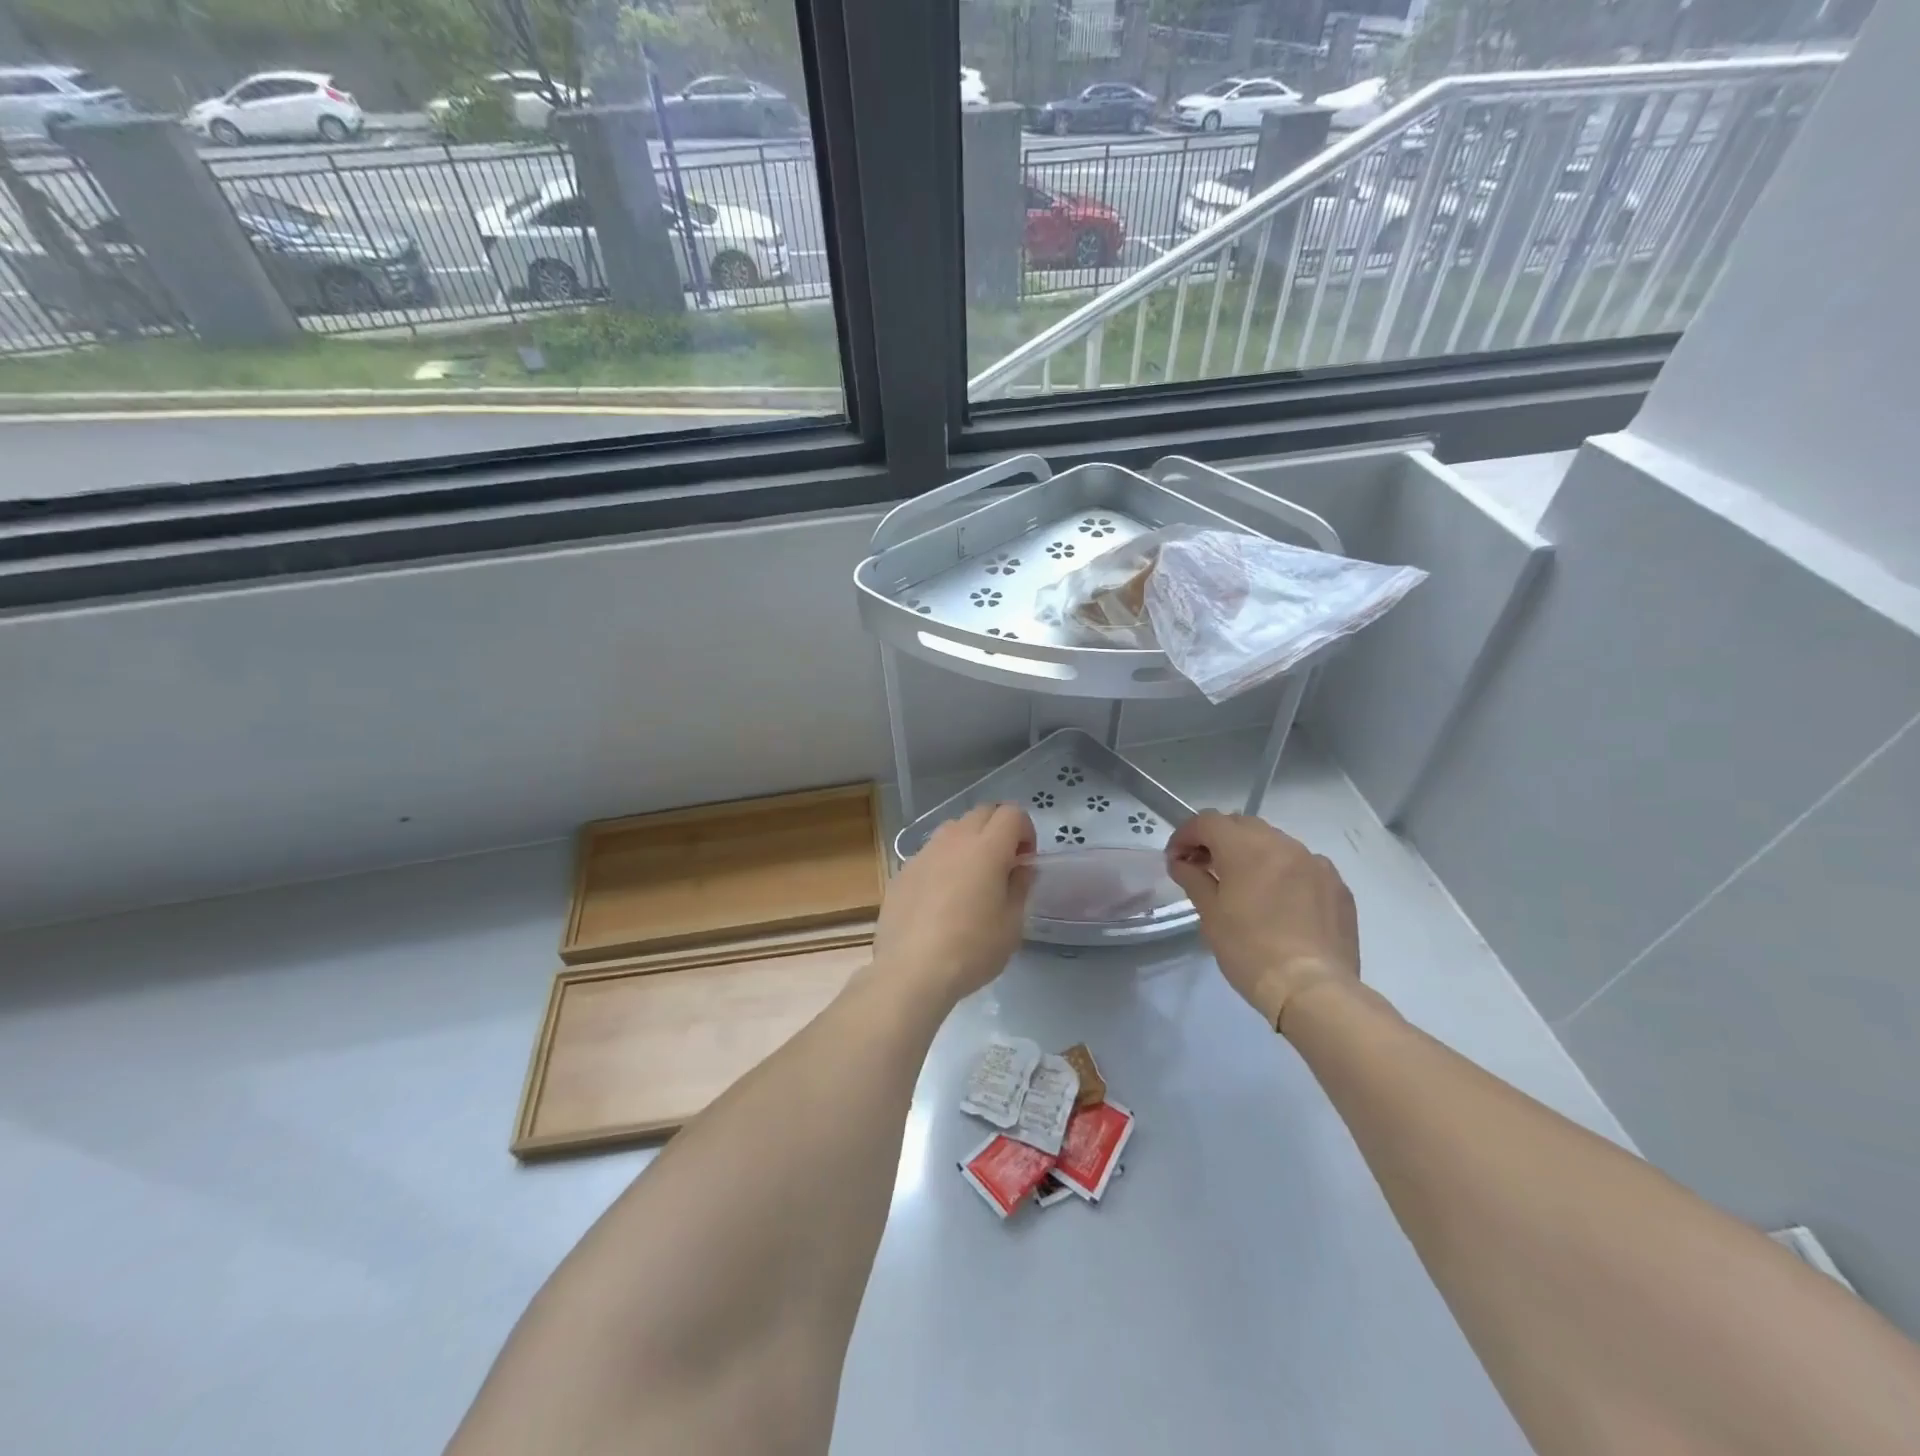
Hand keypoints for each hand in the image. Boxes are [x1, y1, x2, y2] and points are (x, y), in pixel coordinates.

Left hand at [873, 804, 1034, 1005]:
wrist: (911, 971)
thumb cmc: (971, 949)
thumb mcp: (1011, 925)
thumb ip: (1020, 887)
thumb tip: (1020, 867)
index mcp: (987, 848)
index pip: (1012, 813)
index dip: (1025, 831)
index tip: (1024, 861)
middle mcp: (953, 840)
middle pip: (982, 812)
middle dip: (998, 829)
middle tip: (1002, 865)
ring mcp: (923, 853)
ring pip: (953, 829)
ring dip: (969, 842)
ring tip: (970, 880)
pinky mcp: (902, 871)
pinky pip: (930, 853)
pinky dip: (943, 863)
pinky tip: (940, 899)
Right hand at [1166, 810, 1359, 1030]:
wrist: (1313, 989)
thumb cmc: (1250, 950)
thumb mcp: (1210, 915)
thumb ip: (1192, 878)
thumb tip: (1180, 862)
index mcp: (1246, 848)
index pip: (1207, 821)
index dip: (1185, 835)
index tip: (1176, 859)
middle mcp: (1283, 844)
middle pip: (1242, 825)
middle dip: (1218, 840)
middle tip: (1204, 867)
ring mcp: (1315, 863)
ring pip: (1275, 842)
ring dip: (1252, 853)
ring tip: (1243, 884)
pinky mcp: (1337, 885)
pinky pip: (1302, 865)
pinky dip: (1283, 872)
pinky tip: (1279, 901)